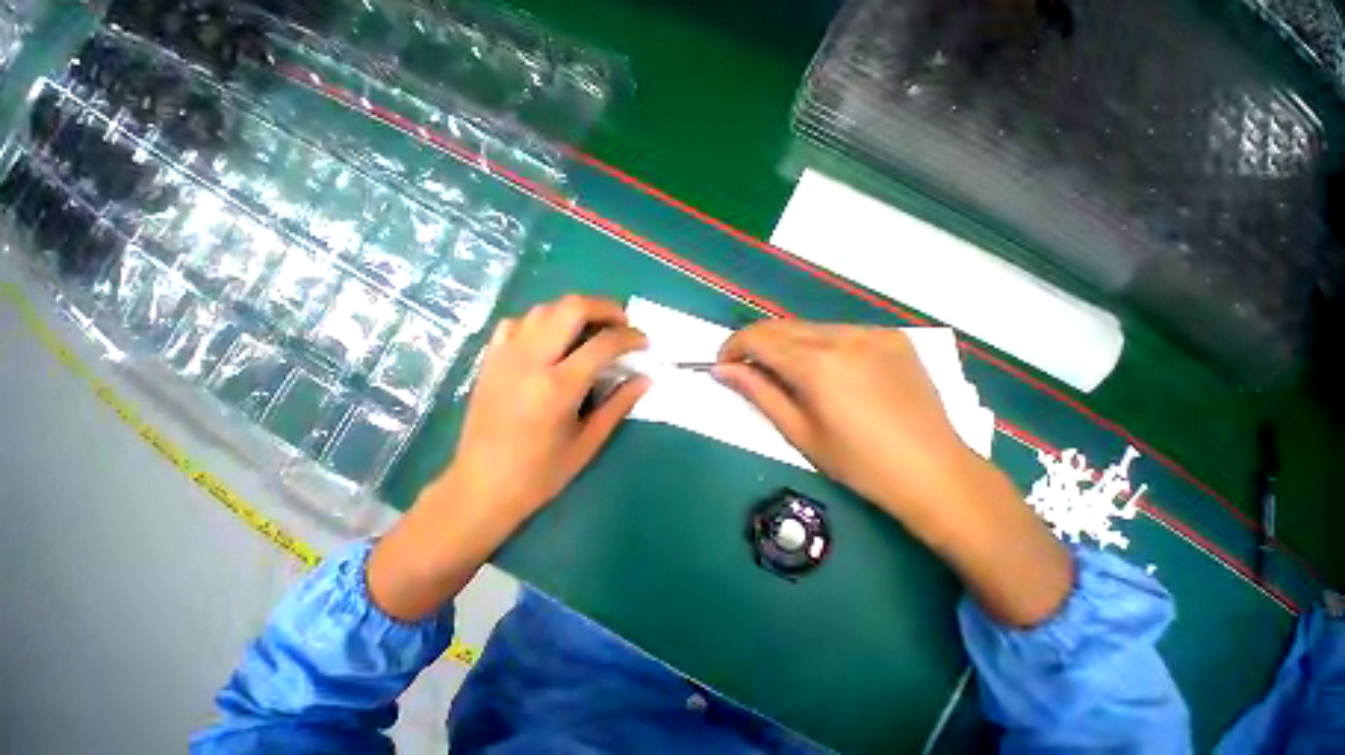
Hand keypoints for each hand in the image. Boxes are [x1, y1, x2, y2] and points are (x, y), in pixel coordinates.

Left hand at [369, 295, 648, 620]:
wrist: (480, 487)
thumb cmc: (539, 474)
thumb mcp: (588, 443)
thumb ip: (619, 405)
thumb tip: (646, 379)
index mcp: (558, 387)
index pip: (603, 343)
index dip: (630, 337)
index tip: (644, 342)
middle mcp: (530, 361)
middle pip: (571, 308)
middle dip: (605, 307)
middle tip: (623, 322)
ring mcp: (505, 356)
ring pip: (544, 309)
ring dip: (575, 311)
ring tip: (594, 328)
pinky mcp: (490, 359)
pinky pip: (518, 323)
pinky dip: (542, 321)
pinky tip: (553, 339)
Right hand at [717, 320, 1070, 626]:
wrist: (937, 472)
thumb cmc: (859, 463)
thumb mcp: (799, 432)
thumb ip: (758, 392)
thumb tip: (723, 369)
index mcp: (818, 364)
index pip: (758, 337)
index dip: (733, 347)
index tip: (724, 365)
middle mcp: (843, 336)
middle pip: (781, 326)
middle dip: (756, 344)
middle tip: (749, 371)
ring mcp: (871, 332)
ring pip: (808, 327)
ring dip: (787, 344)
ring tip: (788, 375)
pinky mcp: (891, 336)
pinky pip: (839, 332)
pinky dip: (818, 345)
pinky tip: (827, 372)